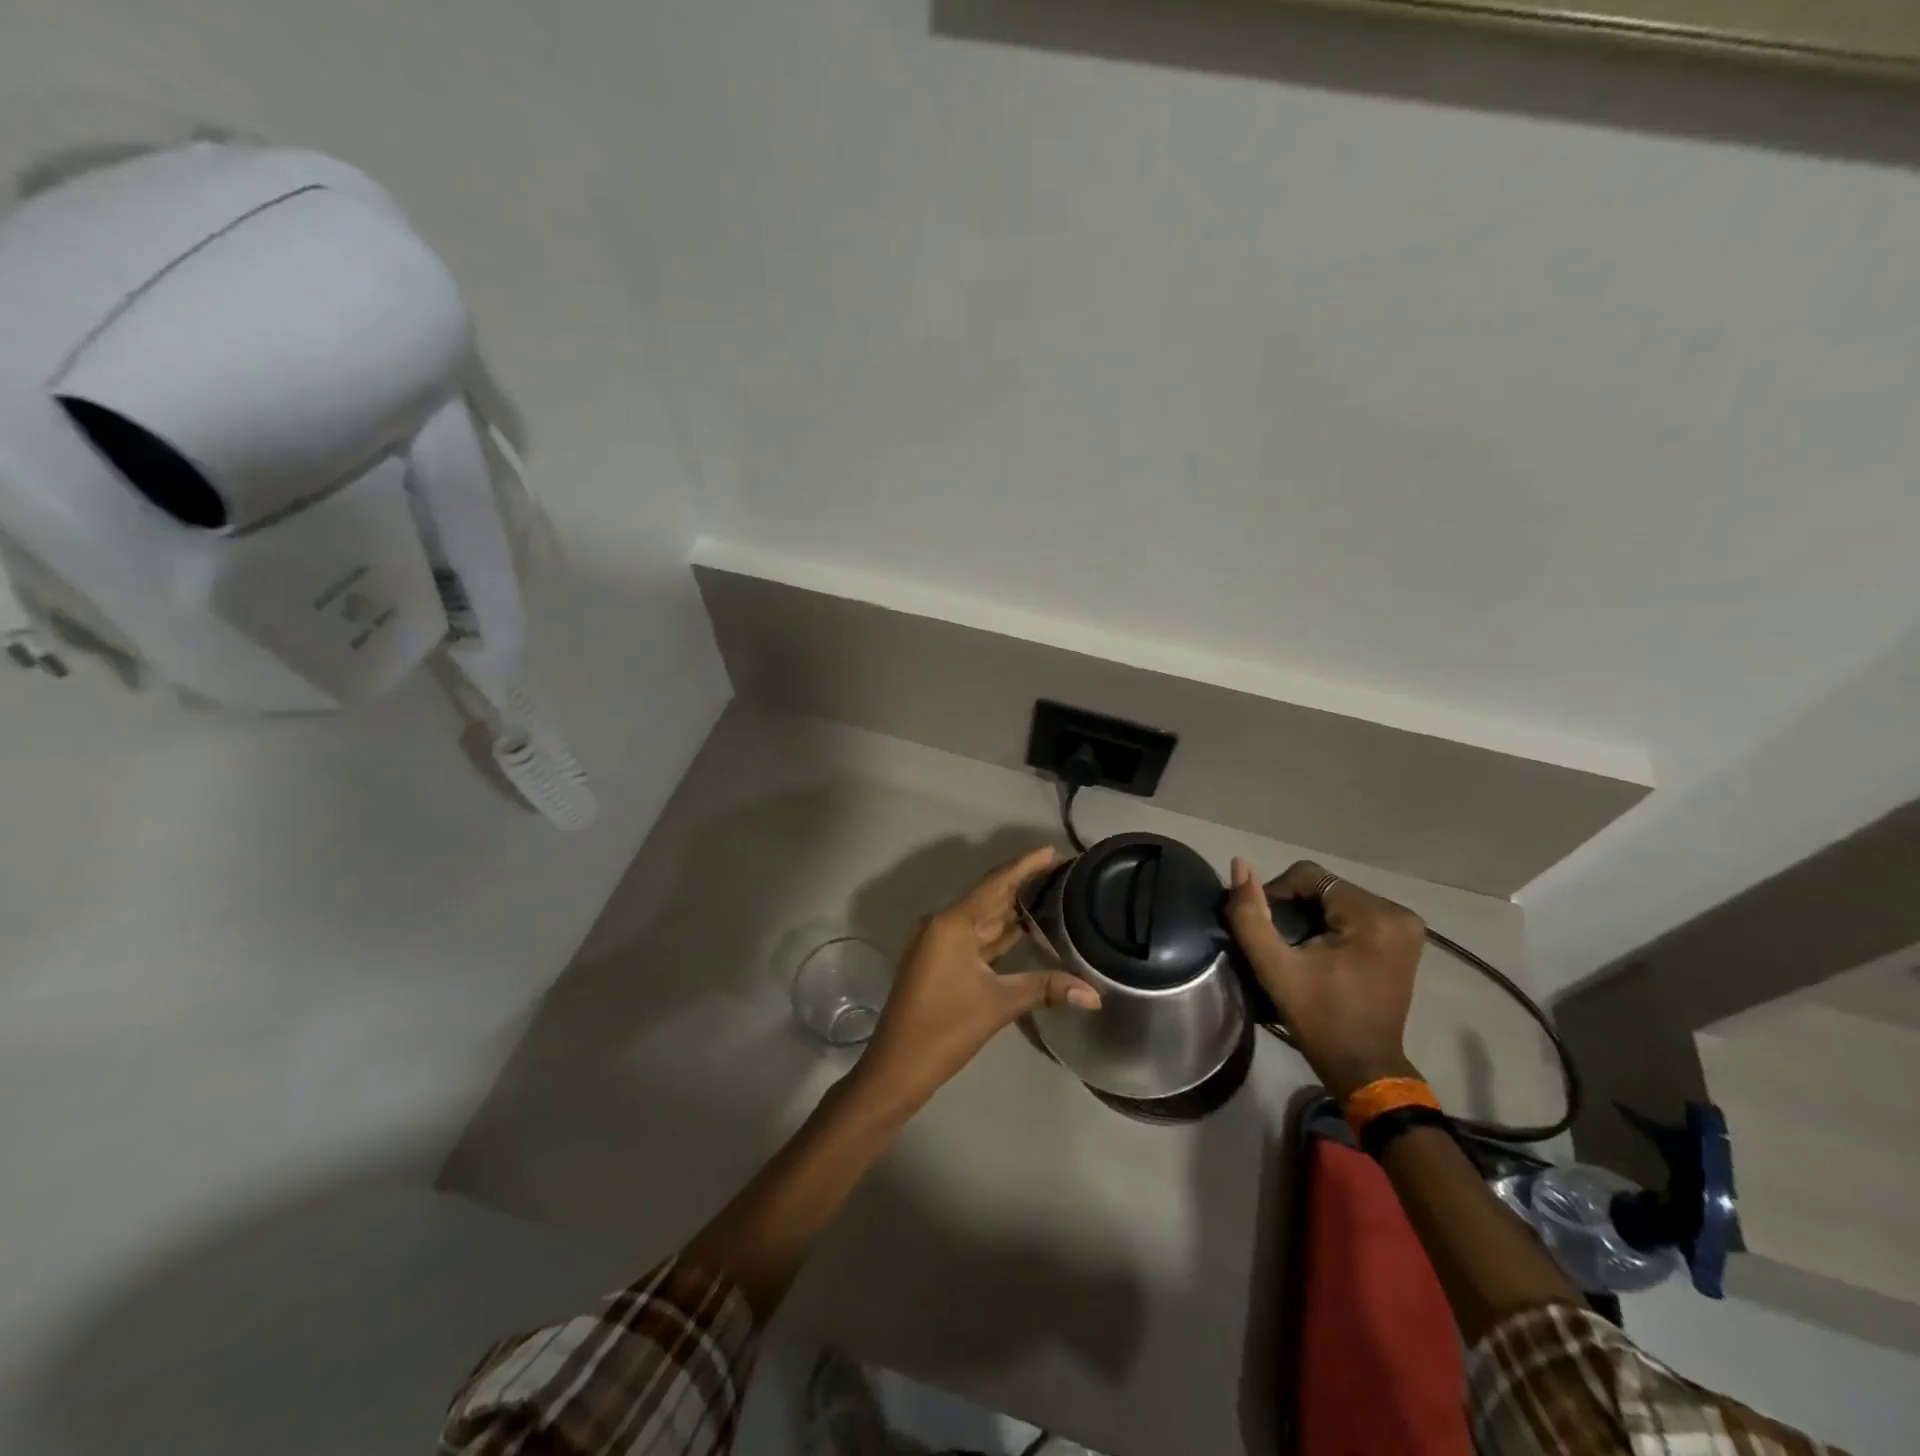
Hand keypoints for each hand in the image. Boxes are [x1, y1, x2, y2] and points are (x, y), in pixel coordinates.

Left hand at [852, 846, 1100, 1114]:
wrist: (897, 1066)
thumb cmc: (945, 1028)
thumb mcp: (998, 1005)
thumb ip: (1046, 989)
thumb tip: (1095, 995)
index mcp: (952, 923)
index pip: (996, 884)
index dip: (1025, 865)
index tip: (1052, 851)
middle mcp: (943, 924)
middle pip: (990, 897)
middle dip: (1024, 884)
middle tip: (1062, 872)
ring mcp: (939, 944)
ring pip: (983, 919)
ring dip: (1013, 909)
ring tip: (1051, 894)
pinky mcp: (940, 962)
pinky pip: (976, 938)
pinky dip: (1000, 934)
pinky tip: (1025, 930)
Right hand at [1225, 857, 1425, 1099]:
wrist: (1363, 1065)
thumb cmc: (1318, 1018)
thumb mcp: (1274, 967)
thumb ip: (1250, 915)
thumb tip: (1239, 864)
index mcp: (1373, 917)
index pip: (1309, 875)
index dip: (1277, 893)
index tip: (1266, 928)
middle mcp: (1398, 912)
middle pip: (1326, 885)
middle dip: (1296, 906)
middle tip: (1281, 940)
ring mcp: (1406, 925)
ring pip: (1338, 896)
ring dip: (1311, 913)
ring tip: (1298, 945)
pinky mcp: (1404, 937)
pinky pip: (1355, 910)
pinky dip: (1331, 922)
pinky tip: (1320, 948)